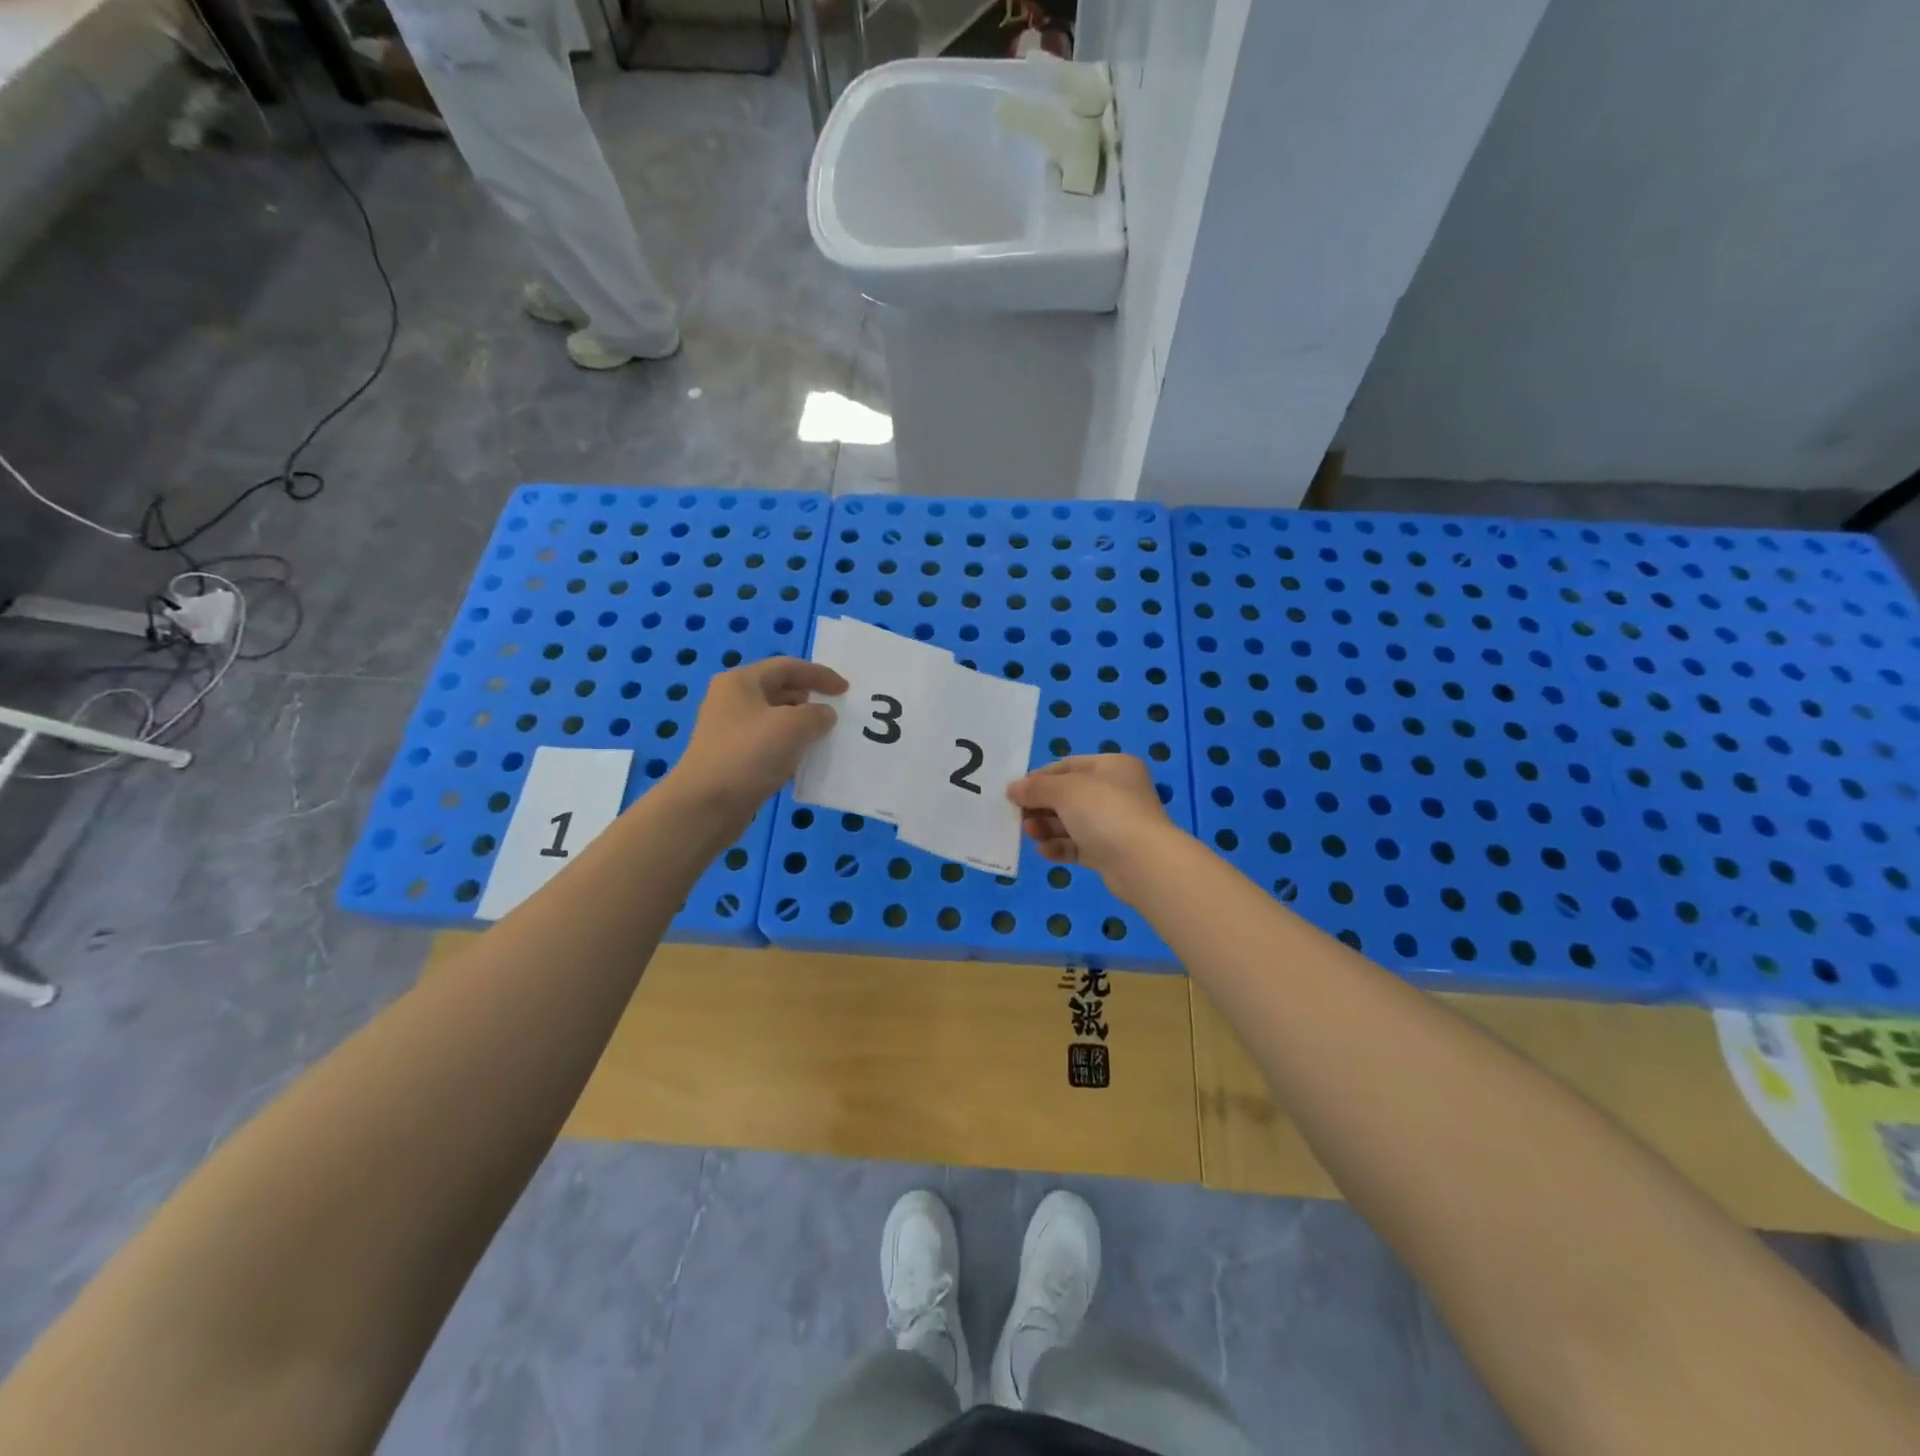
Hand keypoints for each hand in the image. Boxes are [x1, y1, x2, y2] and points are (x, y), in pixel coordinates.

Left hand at [669, 657, 846, 824]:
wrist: (705, 806)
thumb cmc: (749, 754)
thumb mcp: (793, 726)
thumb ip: (817, 714)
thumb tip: (824, 715)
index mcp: (741, 682)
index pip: (787, 667)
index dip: (820, 675)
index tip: (846, 690)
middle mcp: (732, 700)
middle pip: (779, 690)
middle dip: (810, 699)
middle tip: (836, 714)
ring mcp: (729, 730)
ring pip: (775, 720)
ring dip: (801, 726)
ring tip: (825, 738)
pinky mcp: (732, 758)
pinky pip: (768, 744)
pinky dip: (789, 748)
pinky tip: (804, 762)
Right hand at [1007, 754, 1178, 905]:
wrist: (1141, 862)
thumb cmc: (1104, 811)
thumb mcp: (1065, 790)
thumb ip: (1036, 788)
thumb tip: (1012, 788)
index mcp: (1112, 767)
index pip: (1068, 766)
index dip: (1039, 777)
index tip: (1015, 792)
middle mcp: (1116, 791)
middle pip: (1068, 795)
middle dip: (1041, 806)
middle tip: (1019, 816)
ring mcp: (1114, 823)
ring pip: (1071, 822)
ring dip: (1047, 827)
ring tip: (1031, 834)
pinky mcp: (1110, 852)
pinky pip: (1078, 845)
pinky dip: (1060, 846)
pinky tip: (1045, 851)